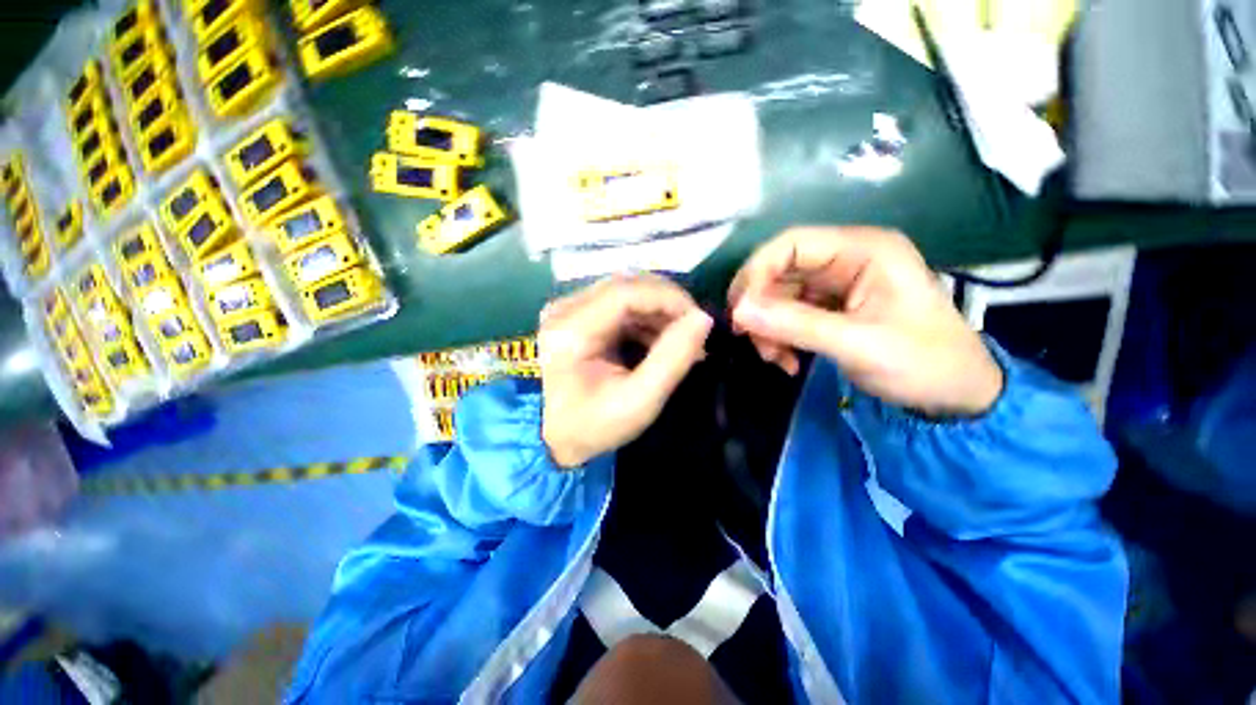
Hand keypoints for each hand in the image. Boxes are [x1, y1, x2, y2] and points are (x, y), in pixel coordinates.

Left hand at [540, 275, 712, 467]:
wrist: (552, 436)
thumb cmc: (593, 425)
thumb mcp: (639, 401)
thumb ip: (673, 358)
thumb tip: (703, 318)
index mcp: (571, 329)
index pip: (625, 291)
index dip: (668, 298)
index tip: (698, 320)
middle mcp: (564, 308)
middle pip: (626, 284)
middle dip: (667, 303)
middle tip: (693, 329)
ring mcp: (568, 309)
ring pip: (625, 291)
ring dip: (658, 310)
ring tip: (680, 339)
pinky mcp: (575, 315)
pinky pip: (618, 304)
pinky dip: (644, 317)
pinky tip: (658, 339)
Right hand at [728, 226, 1002, 416]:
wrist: (956, 398)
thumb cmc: (923, 364)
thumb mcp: (858, 344)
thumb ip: (795, 325)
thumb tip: (738, 312)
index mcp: (864, 250)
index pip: (791, 244)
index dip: (757, 272)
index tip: (740, 312)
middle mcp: (846, 260)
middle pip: (779, 271)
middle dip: (760, 308)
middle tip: (751, 341)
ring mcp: (837, 285)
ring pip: (778, 296)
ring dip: (767, 328)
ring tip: (776, 359)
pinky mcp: (830, 308)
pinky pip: (788, 315)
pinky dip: (779, 337)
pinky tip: (788, 361)